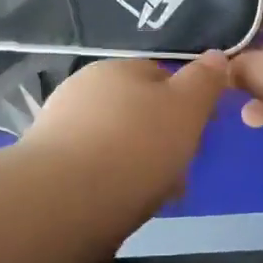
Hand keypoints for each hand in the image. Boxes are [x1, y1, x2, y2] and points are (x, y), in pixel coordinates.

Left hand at [22, 54, 228, 209]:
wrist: (64, 202)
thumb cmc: (136, 146)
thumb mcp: (186, 108)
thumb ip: (204, 81)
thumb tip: (216, 56)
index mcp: (117, 69)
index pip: (160, 76)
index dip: (186, 103)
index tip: (201, 134)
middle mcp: (84, 89)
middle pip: (136, 111)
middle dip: (161, 138)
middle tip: (179, 173)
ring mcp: (59, 127)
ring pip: (114, 142)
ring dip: (136, 164)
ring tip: (153, 197)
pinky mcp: (45, 166)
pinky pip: (91, 169)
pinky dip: (109, 183)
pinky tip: (119, 206)